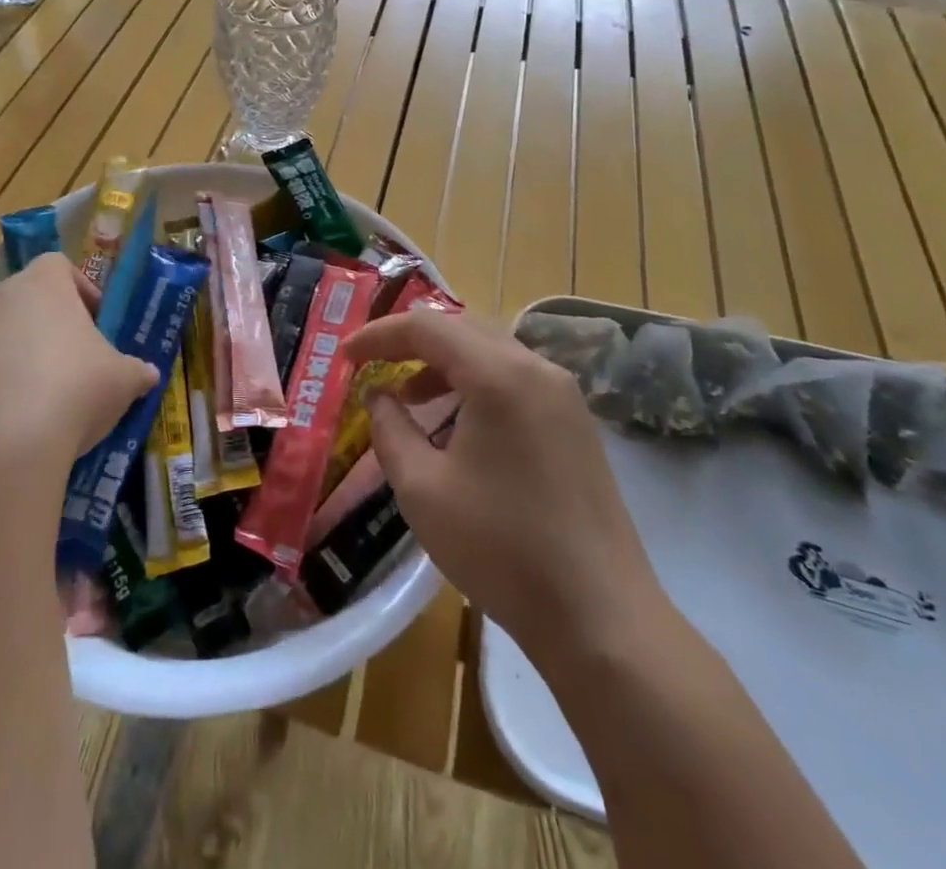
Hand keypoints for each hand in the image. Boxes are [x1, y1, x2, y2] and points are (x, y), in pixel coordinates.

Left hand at [0, 253, 158, 502]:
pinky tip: (3, 431)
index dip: (80, 290)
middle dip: (46, 328)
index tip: (96, 323)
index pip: (58, 267)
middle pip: (22, 301)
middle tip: (71, 365)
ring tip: (37, 405)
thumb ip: (136, 372)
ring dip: (13, 360)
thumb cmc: (70, 393)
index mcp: (41, 287)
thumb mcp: (122, 382)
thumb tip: (148, 374)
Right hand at [346, 309, 667, 658]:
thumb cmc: (501, 549)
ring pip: (491, 352)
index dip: (379, 334)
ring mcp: (564, 395)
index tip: (345, 355)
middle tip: (374, 364)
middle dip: (412, 341)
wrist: (600, 618)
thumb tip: (379, 395)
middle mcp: (537, 369)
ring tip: (410, 398)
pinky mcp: (576, 423)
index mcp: (499, 375)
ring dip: (444, 363)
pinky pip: (515, 379)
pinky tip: (457, 424)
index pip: (427, 327)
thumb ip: (390, 429)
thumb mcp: (422, 489)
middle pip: (462, 329)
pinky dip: (476, 383)